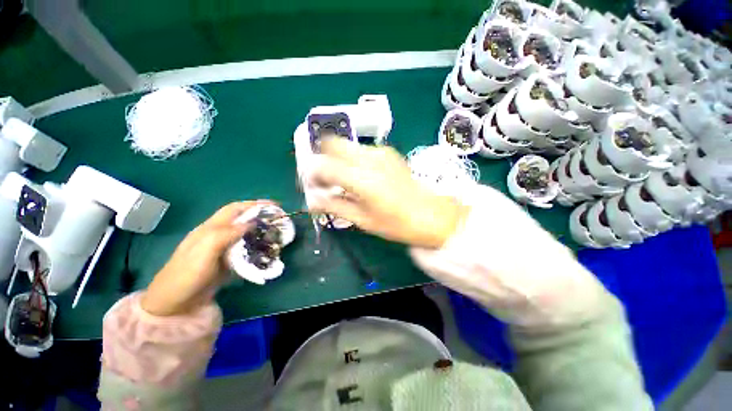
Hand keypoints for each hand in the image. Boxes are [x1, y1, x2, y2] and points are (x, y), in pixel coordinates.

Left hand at [141, 201, 268, 315]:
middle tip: (279, 220)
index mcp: (211, 228)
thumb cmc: (187, 274)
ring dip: (261, 232)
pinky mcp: (228, 262)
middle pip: (243, 220)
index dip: (254, 204)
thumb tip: (252, 223)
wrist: (175, 303)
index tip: (274, 205)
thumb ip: (226, 234)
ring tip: (277, 234)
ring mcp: (223, 249)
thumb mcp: (204, 251)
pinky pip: (246, 250)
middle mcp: (218, 235)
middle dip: (261, 216)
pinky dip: (257, 248)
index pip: (235, 209)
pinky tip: (266, 251)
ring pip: (246, 235)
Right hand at [308, 139, 469, 248]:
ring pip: (347, 146)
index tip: (315, 187)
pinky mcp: (388, 153)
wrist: (431, 215)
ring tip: (344, 180)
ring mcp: (380, 152)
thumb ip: (336, 206)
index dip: (313, 175)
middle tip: (326, 179)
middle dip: (323, 159)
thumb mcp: (363, 220)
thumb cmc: (397, 223)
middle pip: (333, 144)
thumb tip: (313, 201)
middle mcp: (369, 159)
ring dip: (338, 159)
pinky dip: (353, 159)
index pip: (323, 166)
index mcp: (362, 179)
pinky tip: (361, 176)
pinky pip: (362, 150)